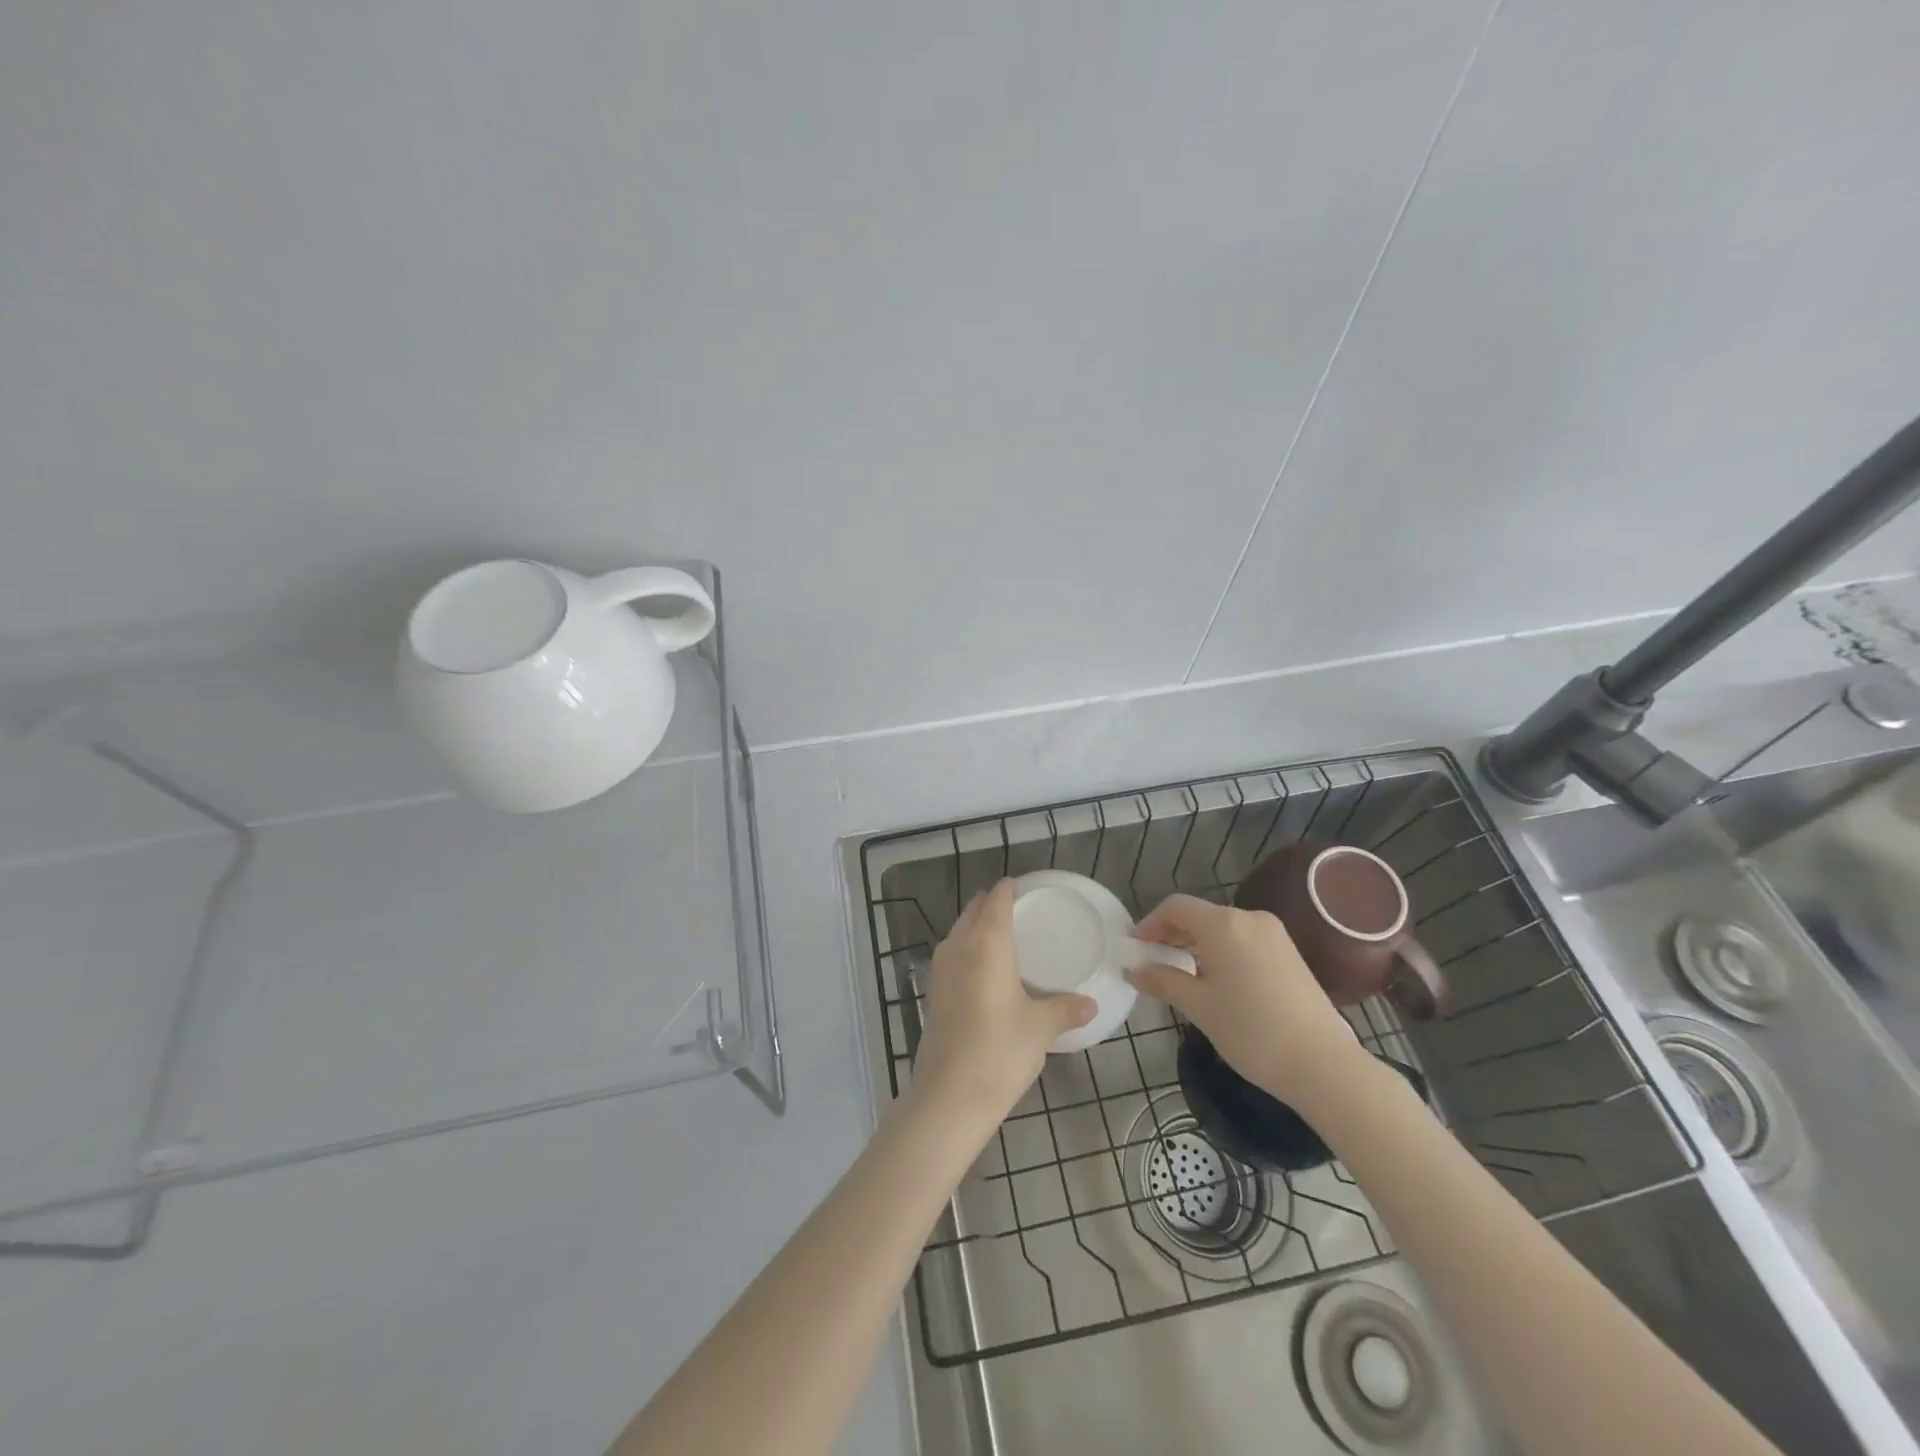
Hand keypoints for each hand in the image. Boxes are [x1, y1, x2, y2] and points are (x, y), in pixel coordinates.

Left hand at [910, 880, 1095, 1127]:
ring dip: (977, 927)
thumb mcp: (1040, 1027)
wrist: (949, 1096)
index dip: (1009, 889)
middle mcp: (959, 946)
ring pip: (959, 932)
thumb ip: (1065, 1009)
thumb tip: (1090, 1004)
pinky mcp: (932, 992)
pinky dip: (968, 950)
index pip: (997, 900)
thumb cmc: (1000, 1050)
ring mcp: (940, 969)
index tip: (1025, 886)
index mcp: (987, 943)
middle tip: (1020, 911)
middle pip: (974, 910)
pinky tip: (985, 971)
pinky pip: (952, 955)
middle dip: (993, 904)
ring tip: (1004, 937)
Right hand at [1129, 894, 1367, 1112]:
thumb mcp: (1199, 1007)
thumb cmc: (1251, 1031)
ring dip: (1196, 944)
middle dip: (1172, 934)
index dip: (1150, 923)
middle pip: (1200, 915)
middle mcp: (1250, 918)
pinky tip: (1214, 980)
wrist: (1323, 1064)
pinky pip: (1244, 941)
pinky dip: (1221, 952)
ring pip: (1223, 929)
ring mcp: (1274, 935)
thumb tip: (1136, 970)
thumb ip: (1164, 981)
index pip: (1176, 907)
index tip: (1135, 947)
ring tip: (1179, 973)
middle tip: (1151, 961)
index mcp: (1223, 924)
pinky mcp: (1290, 954)